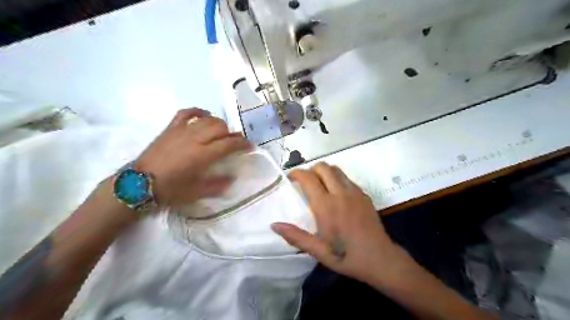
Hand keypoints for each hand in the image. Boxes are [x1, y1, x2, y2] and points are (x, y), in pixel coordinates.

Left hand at [135, 109, 250, 205]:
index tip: (250, 146)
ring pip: (207, 120)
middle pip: (221, 128)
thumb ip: (217, 185)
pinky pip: (186, 113)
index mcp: (203, 155)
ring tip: (221, 132)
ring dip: (219, 124)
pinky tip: (204, 115)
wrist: (139, 184)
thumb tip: (232, 178)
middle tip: (234, 142)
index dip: (242, 144)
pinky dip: (198, 112)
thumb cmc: (170, 190)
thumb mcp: (197, 192)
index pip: (229, 144)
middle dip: (232, 134)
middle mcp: (195, 139)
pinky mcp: (171, 128)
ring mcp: (182, 131)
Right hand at [272, 163, 404, 284]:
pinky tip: (336, 194)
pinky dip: (337, 179)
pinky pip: (347, 178)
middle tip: (305, 182)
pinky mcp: (364, 195)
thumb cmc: (346, 257)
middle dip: (310, 170)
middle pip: (323, 167)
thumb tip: (274, 225)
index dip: (297, 173)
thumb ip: (295, 236)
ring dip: (324, 172)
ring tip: (319, 185)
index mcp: (326, 206)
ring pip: (336, 170)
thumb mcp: (318, 251)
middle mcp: (340, 194)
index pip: (308, 178)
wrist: (380, 259)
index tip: (290, 178)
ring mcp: (354, 192)